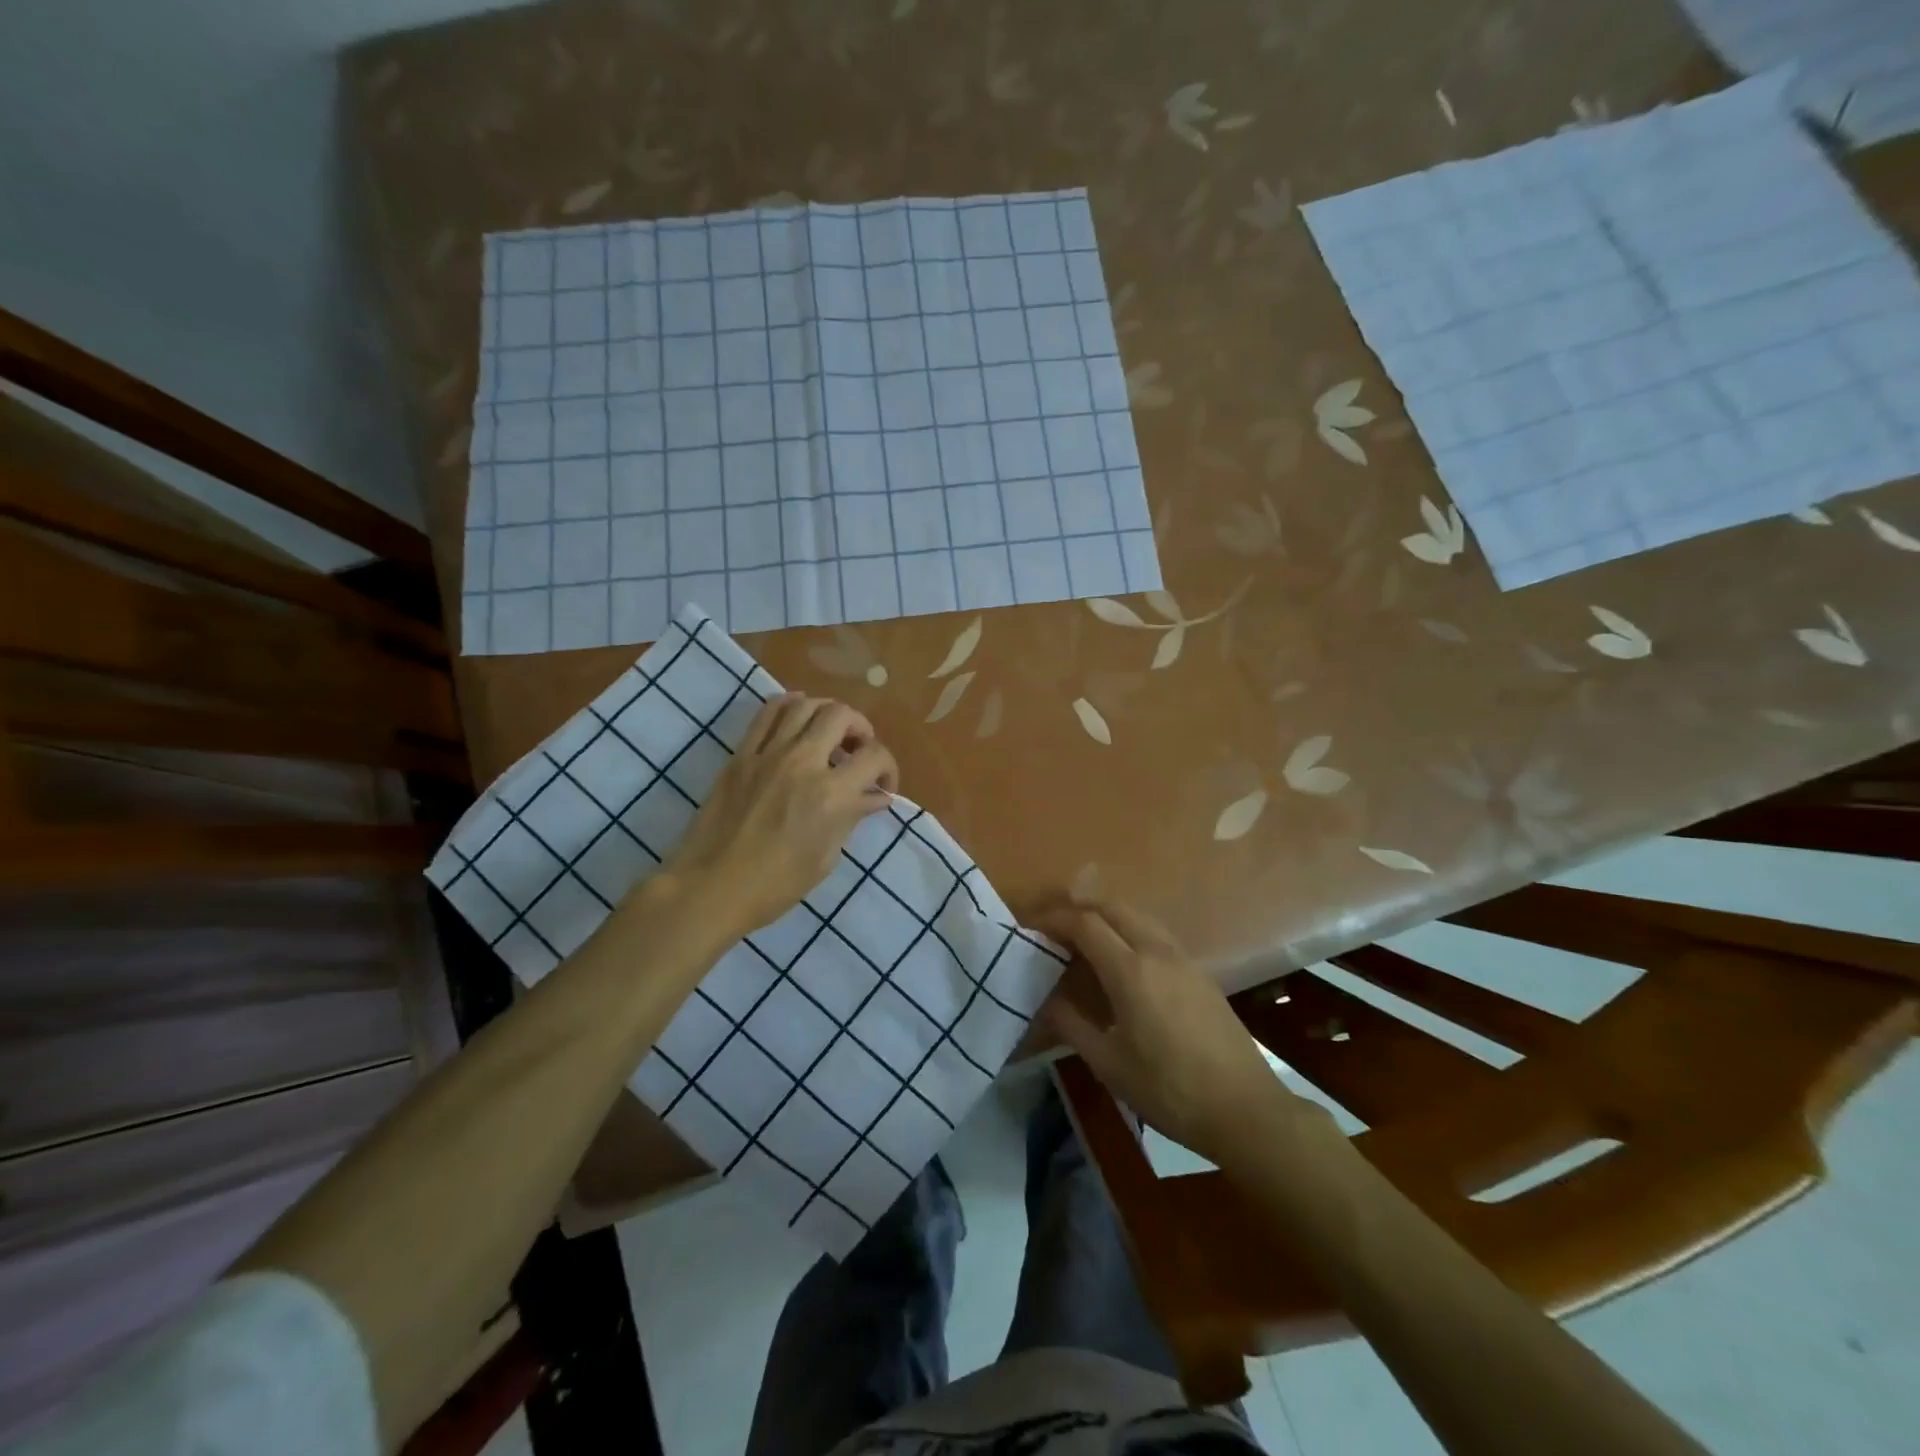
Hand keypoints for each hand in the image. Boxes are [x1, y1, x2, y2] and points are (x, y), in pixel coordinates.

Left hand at [662, 694, 897, 936]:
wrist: (711, 887)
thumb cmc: (775, 885)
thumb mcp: (825, 857)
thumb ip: (852, 818)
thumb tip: (876, 797)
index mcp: (831, 795)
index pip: (875, 757)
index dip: (889, 768)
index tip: (882, 786)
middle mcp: (803, 762)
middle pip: (841, 716)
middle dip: (861, 729)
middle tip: (858, 751)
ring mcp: (768, 754)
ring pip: (805, 704)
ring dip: (827, 713)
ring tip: (829, 733)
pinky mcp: (741, 754)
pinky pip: (767, 713)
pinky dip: (790, 706)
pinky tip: (797, 717)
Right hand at [1036, 894, 1309, 1164]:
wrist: (1244, 1109)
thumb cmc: (1169, 1090)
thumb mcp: (1108, 1064)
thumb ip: (1072, 1024)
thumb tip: (1046, 999)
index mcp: (1131, 971)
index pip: (1085, 923)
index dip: (1055, 919)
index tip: (1032, 927)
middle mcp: (1157, 951)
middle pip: (1113, 907)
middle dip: (1079, 908)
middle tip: (1054, 927)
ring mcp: (1183, 959)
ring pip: (1138, 916)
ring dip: (1106, 916)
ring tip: (1083, 940)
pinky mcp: (1200, 972)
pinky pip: (1156, 933)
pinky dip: (1129, 931)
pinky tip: (1122, 961)